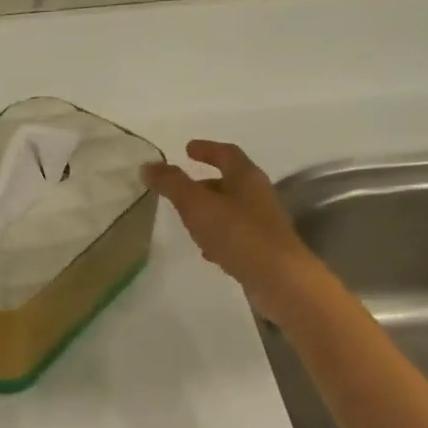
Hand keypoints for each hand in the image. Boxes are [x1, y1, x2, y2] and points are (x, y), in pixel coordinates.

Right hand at [145, 141, 316, 319]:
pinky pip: (235, 235)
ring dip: (209, 211)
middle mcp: (258, 195)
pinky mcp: (262, 249)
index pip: (226, 154)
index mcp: (246, 177)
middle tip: (180, 188)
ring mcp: (262, 223)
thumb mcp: (196, 204)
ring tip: (186, 219)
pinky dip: (218, 236)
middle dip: (204, 183)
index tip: (187, 149)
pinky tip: (205, 250)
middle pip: (230, 182)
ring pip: (231, 209)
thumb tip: (148, 166)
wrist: (279, 279)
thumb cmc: (237, 233)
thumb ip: (172, 184)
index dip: (206, 149)